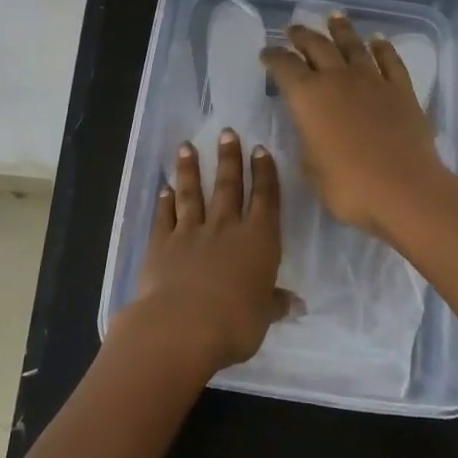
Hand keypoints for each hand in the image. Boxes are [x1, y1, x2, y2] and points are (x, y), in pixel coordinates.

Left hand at [113, 130, 290, 378]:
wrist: (182, 325)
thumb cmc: (235, 323)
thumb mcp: (263, 317)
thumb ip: (275, 304)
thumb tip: (296, 304)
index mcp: (258, 241)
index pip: (265, 199)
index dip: (264, 173)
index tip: (260, 150)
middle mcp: (226, 228)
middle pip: (228, 186)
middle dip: (229, 158)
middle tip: (227, 133)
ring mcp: (191, 232)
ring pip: (192, 193)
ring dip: (190, 170)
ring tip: (187, 147)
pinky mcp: (161, 244)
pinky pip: (165, 217)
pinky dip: (165, 202)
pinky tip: (164, 190)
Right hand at [261, 11, 454, 240]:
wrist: (404, 189)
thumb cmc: (349, 186)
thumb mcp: (311, 169)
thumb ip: (307, 142)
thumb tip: (311, 130)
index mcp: (308, 97)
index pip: (284, 67)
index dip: (273, 57)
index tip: (266, 53)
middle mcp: (338, 79)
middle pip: (317, 47)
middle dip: (302, 36)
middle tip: (293, 29)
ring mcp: (373, 80)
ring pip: (353, 45)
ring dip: (341, 30)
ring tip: (333, 17)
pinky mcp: (401, 90)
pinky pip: (390, 60)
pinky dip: (382, 48)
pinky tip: (378, 40)